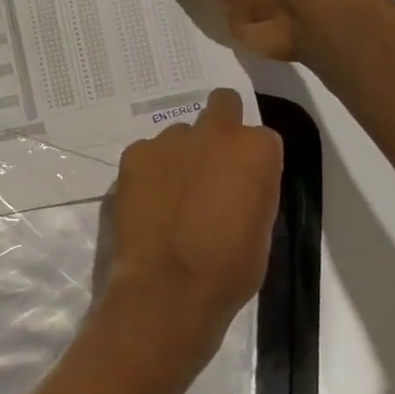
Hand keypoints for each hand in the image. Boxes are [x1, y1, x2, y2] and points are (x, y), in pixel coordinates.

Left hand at [99, 88, 283, 375]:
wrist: (167, 287)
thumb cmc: (228, 269)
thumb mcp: (260, 228)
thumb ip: (251, 188)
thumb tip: (236, 182)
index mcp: (254, 150)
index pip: (261, 137)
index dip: (251, 160)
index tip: (242, 181)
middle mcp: (213, 132)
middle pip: (222, 106)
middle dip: (220, 126)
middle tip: (210, 164)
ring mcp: (168, 140)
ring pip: (179, 134)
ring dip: (180, 155)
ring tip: (172, 194)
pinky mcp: (133, 154)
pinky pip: (147, 154)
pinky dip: (150, 170)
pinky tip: (148, 201)